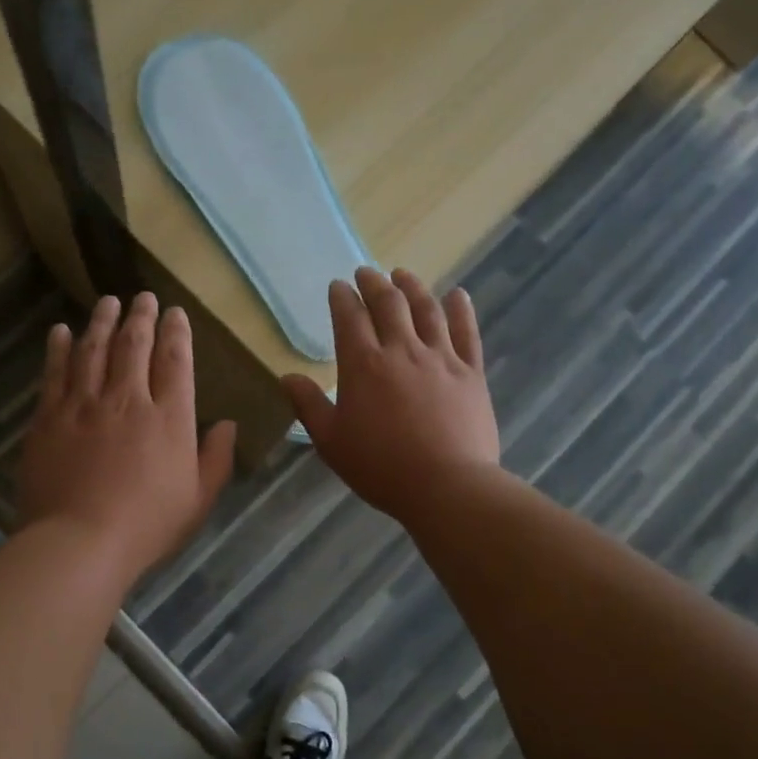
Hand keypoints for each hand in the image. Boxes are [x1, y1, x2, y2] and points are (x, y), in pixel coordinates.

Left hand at [18, 293, 236, 582]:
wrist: (80, 542)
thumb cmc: (147, 526)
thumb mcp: (198, 499)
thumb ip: (216, 458)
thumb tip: (227, 424)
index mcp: (169, 418)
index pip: (175, 361)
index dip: (176, 333)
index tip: (175, 313)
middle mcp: (128, 399)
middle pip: (135, 345)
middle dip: (141, 316)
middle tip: (143, 296)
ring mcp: (84, 405)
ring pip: (93, 349)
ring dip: (102, 321)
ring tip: (108, 302)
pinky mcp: (49, 417)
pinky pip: (54, 372)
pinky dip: (58, 348)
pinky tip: (60, 331)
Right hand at [282, 267, 500, 521]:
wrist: (446, 485)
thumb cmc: (380, 467)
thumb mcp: (331, 442)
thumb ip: (309, 406)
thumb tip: (287, 377)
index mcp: (363, 365)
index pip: (349, 318)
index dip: (342, 298)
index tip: (338, 287)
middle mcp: (402, 350)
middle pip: (388, 304)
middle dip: (374, 284)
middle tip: (366, 273)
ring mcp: (440, 358)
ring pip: (426, 310)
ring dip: (412, 287)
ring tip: (403, 274)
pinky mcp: (470, 372)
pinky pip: (466, 332)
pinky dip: (460, 310)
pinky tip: (457, 295)